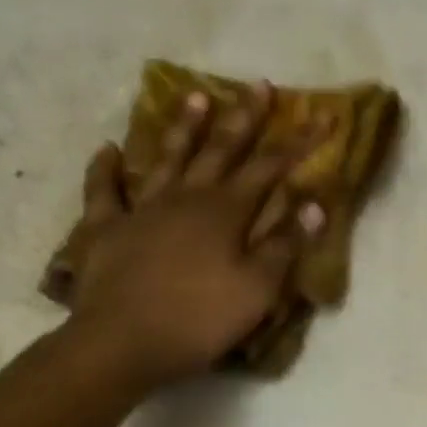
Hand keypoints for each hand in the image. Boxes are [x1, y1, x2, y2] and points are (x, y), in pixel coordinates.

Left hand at [61, 84, 325, 391]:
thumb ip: (284, 246)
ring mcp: (142, 209)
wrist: (123, 341)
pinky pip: (104, 190)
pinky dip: (105, 169)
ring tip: (196, 95)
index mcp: (226, 212)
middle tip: (259, 85)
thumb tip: (312, 205)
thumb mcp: (257, 290)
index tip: (323, 117)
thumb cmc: (199, 320)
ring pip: (167, 157)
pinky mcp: (106, 228)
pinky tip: (108, 150)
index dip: (299, 142)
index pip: (270, 168)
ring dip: (184, 127)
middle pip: (220, 150)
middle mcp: (186, 198)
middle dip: (244, 118)